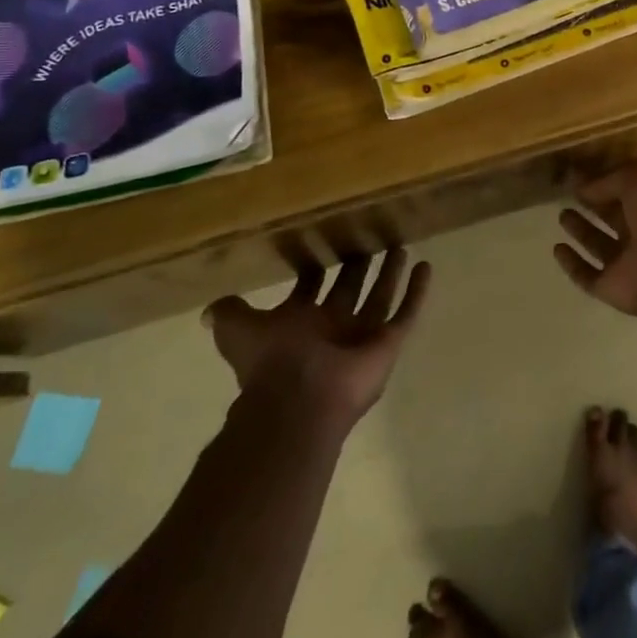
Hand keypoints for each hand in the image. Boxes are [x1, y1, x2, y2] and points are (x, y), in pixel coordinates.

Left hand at [204, 250, 430, 426]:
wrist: (298, 400)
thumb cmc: (270, 361)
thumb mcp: (237, 331)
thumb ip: (229, 314)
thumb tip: (209, 309)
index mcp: (298, 323)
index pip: (310, 289)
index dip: (315, 268)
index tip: (323, 241)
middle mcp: (331, 328)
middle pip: (349, 290)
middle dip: (357, 266)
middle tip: (369, 237)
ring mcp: (361, 337)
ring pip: (380, 298)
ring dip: (390, 274)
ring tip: (400, 245)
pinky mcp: (387, 345)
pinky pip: (406, 314)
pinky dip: (417, 292)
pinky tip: (426, 266)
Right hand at [555, 159, 636, 318]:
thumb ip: (609, 178)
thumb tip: (584, 188)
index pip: (624, 190)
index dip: (603, 180)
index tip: (577, 174)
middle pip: (611, 216)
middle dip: (591, 205)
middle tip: (566, 193)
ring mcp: (624, 262)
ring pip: (598, 244)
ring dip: (580, 231)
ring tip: (562, 215)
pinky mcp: (609, 286)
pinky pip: (586, 274)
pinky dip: (571, 263)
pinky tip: (557, 248)